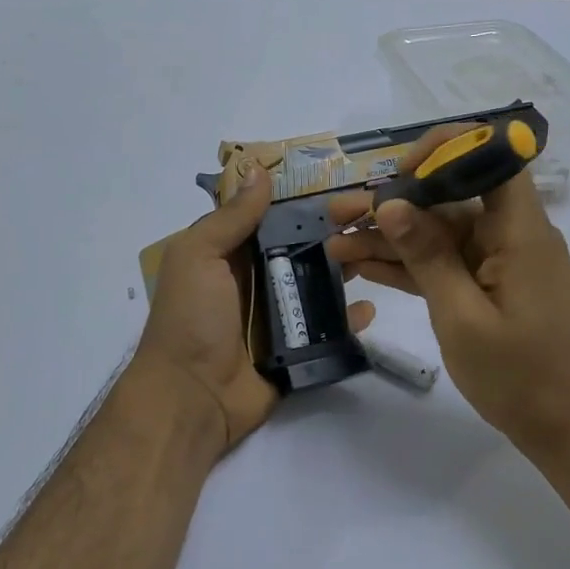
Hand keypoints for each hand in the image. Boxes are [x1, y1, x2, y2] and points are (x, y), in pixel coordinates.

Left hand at [135, 160, 374, 453]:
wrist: (192, 397)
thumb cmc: (191, 318)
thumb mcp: (199, 256)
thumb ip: (230, 217)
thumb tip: (260, 171)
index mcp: (229, 256)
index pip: (271, 218)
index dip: (302, 201)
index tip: (341, 184)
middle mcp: (255, 282)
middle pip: (300, 250)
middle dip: (333, 234)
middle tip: (372, 218)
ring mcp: (278, 318)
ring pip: (318, 287)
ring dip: (345, 271)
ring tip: (378, 254)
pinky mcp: (296, 351)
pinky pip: (328, 331)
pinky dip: (349, 320)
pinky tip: (370, 308)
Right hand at [327, 124, 569, 459]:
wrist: (564, 428)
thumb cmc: (520, 375)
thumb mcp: (462, 316)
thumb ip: (426, 257)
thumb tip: (389, 204)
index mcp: (519, 232)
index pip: (493, 159)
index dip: (445, 151)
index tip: (397, 174)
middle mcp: (510, 237)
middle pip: (449, 200)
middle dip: (392, 204)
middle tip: (337, 213)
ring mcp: (498, 264)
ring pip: (439, 235)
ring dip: (389, 239)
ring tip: (335, 242)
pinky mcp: (488, 289)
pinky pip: (444, 265)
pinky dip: (408, 266)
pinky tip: (362, 266)